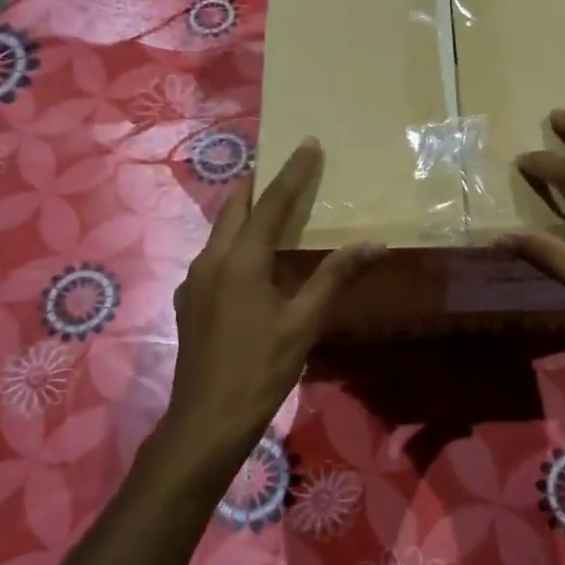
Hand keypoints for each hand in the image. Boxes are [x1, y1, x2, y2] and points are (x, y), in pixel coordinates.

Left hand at [149, 140, 382, 495]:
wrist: (206, 421)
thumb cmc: (260, 370)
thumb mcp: (304, 323)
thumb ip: (335, 277)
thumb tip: (375, 244)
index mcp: (240, 261)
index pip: (271, 204)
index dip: (292, 172)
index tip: (308, 143)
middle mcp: (210, 260)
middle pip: (236, 208)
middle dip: (260, 183)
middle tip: (287, 166)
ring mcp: (194, 281)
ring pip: (221, 231)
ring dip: (247, 212)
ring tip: (274, 206)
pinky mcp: (190, 300)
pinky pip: (215, 255)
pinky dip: (237, 241)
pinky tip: (254, 258)